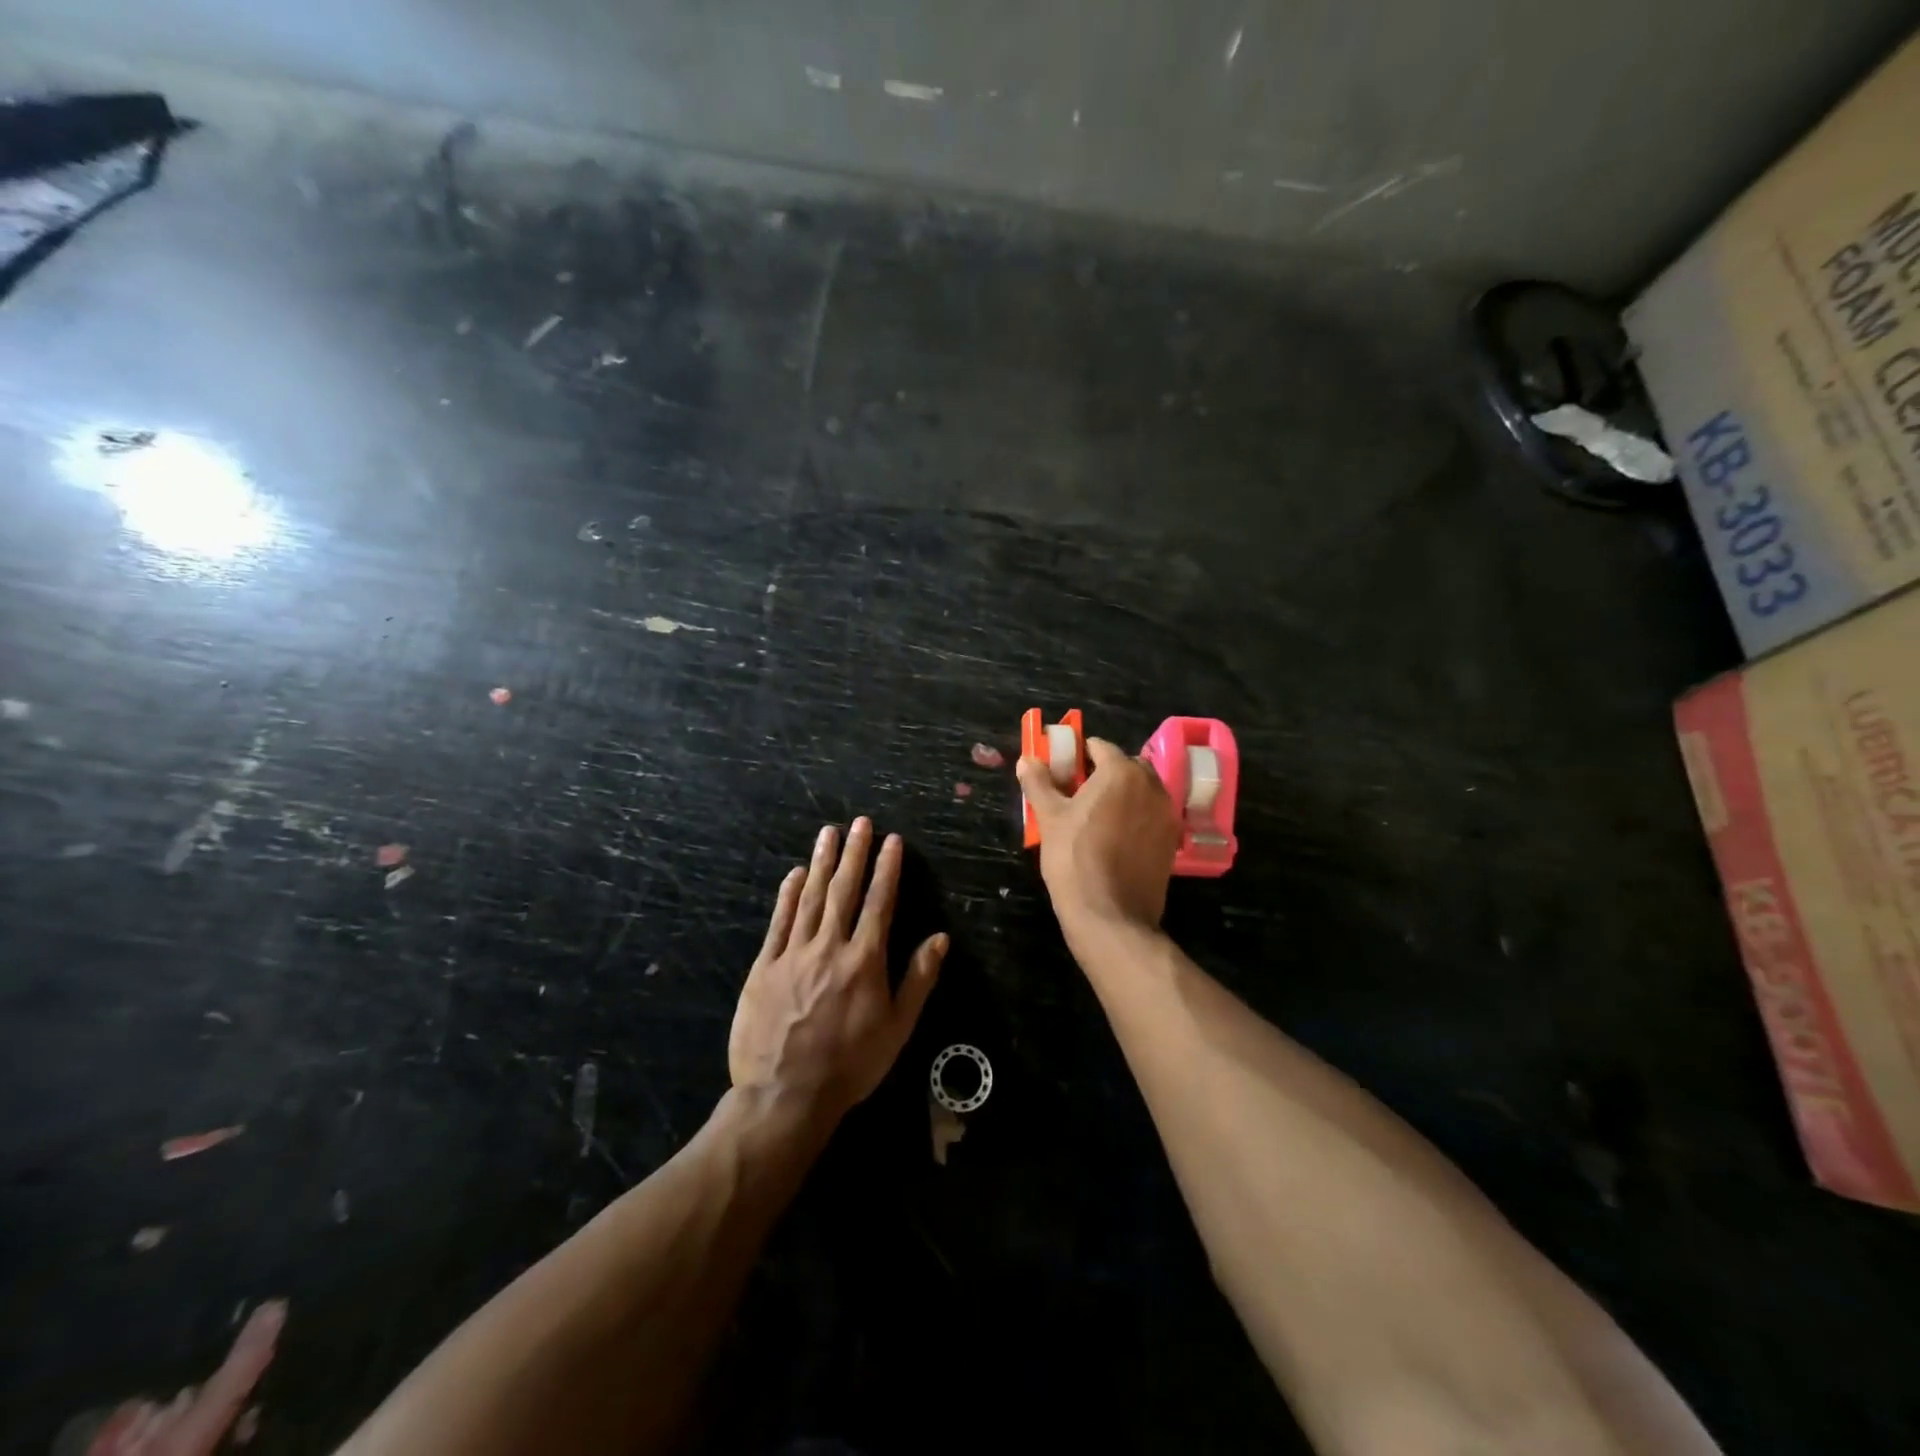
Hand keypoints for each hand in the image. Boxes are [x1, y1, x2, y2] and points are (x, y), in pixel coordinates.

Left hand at [730, 818, 946, 1123]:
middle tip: (859, 823)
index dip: (887, 868)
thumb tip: (940, 938)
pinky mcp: (764, 966)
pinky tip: (795, 873)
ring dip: (821, 863)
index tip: (892, 841)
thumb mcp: (897, 1027)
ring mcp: (793, 953)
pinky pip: (779, 921)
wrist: (785, 1095)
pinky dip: (788, 895)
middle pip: (844, 890)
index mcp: (865, 960)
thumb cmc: (851, 1064)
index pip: (879, 902)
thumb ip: (918, 979)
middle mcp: (830, 946)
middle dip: (853, 853)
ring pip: (810, 898)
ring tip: (829, 833)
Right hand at [1017, 737, 1179, 934]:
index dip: (1077, 754)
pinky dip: (1134, 817)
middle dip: (1102, 773)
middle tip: (1076, 794)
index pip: (1098, 747)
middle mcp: (1151, 786)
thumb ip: (1039, 782)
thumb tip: (1027, 759)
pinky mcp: (1172, 841)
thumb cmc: (1074, 859)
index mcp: (1122, 772)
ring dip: (1121, 795)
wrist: (1111, 915)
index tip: (1061, 770)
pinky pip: (1150, 816)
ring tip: (1094, 817)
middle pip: (1124, 767)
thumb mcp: (1049, 818)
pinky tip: (1114, 838)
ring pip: (1141, 791)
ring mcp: (1166, 814)